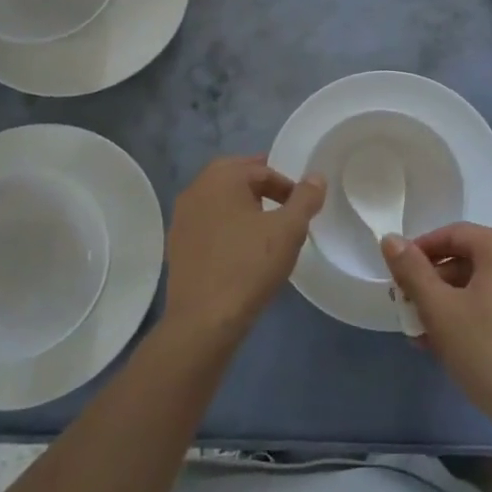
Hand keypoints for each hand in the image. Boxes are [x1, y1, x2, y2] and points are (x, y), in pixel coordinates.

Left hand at [163, 156, 324, 347]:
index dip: (286, 185)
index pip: (261, 170)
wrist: (203, 321)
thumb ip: (305, 198)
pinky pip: (206, 223)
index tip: (300, 208)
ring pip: (218, 200)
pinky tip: (239, 249)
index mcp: (221, 178)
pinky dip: (225, 226)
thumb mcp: (289, 230)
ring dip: (241, 205)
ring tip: (263, 226)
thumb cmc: (249, 266)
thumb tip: (316, 177)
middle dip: (260, 186)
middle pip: (234, 177)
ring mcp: (181, 218)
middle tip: (283, 204)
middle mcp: (196, 190)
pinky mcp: (176, 246)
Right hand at [383, 224, 491, 444]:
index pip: (453, 234)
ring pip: (487, 285)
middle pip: (471, 259)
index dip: (420, 252)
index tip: (397, 276)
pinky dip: (478, 314)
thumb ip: (412, 270)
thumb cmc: (488, 352)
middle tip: (409, 308)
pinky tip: (455, 344)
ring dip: (453, 303)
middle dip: (435, 283)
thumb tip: (391, 238)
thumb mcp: (440, 310)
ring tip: (425, 334)